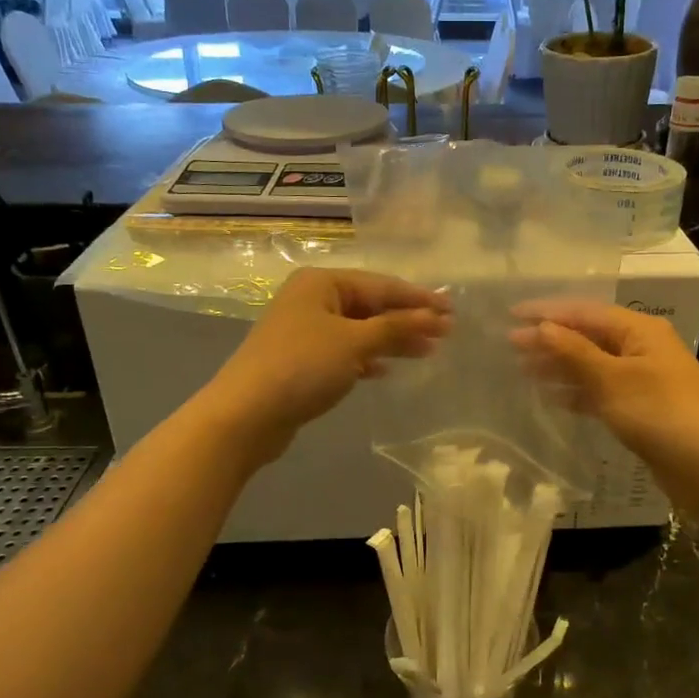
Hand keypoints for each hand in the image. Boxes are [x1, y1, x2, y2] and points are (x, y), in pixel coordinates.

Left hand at [199, 269, 450, 464]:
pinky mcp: (302, 361)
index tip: (453, 310)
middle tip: (446, 333)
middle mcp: (312, 299)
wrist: (246, 415)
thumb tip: (436, 316)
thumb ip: (396, 327)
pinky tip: (386, 371)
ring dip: (392, 340)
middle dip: (408, 320)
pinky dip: (367, 359)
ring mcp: (305, 331)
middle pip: (371, 306)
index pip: (381, 285)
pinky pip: (345, 352)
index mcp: (322, 282)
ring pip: (360, 330)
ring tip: (427, 352)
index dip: (419, 299)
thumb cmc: (302, 366)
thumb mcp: (354, 342)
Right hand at [509, 300, 698, 499]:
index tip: (510, 316)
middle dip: (550, 340)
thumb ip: (574, 351)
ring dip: (559, 366)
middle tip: (509, 347)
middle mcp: (641, 348)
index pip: (585, 312)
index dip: (546, 313)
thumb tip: (541, 326)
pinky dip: (577, 391)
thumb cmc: (661, 413)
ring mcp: (642, 379)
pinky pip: (601, 391)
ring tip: (522, 369)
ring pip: (592, 365)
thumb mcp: (612, 379)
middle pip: (588, 336)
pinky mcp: (641, 409)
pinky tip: (552, 397)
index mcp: (640, 330)